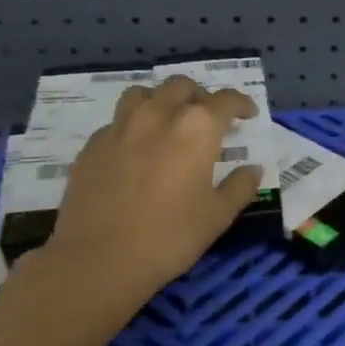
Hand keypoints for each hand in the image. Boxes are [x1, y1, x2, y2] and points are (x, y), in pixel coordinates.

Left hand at [31, 76, 262, 306]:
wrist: (100, 258)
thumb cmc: (170, 237)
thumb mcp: (218, 216)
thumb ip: (239, 187)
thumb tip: (252, 169)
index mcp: (196, 129)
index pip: (225, 100)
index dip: (241, 104)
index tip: (247, 114)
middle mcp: (158, 115)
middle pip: (181, 87)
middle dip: (200, 96)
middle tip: (208, 118)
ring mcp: (120, 127)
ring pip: (143, 94)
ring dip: (162, 100)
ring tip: (168, 121)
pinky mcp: (92, 145)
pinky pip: (117, 121)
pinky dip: (133, 125)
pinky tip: (136, 150)